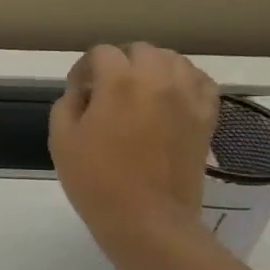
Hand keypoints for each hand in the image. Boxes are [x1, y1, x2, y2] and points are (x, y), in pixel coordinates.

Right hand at [49, 43, 219, 260]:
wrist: (146, 219)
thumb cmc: (96, 180)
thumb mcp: (61, 139)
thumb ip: (68, 103)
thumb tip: (83, 92)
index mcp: (120, 82)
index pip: (102, 53)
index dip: (84, 68)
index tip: (77, 90)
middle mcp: (159, 79)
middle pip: (141, 50)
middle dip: (119, 63)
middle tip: (105, 90)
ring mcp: (189, 97)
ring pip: (174, 61)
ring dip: (152, 68)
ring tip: (139, 92)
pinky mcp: (207, 117)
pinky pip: (200, 82)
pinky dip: (183, 81)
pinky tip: (169, 98)